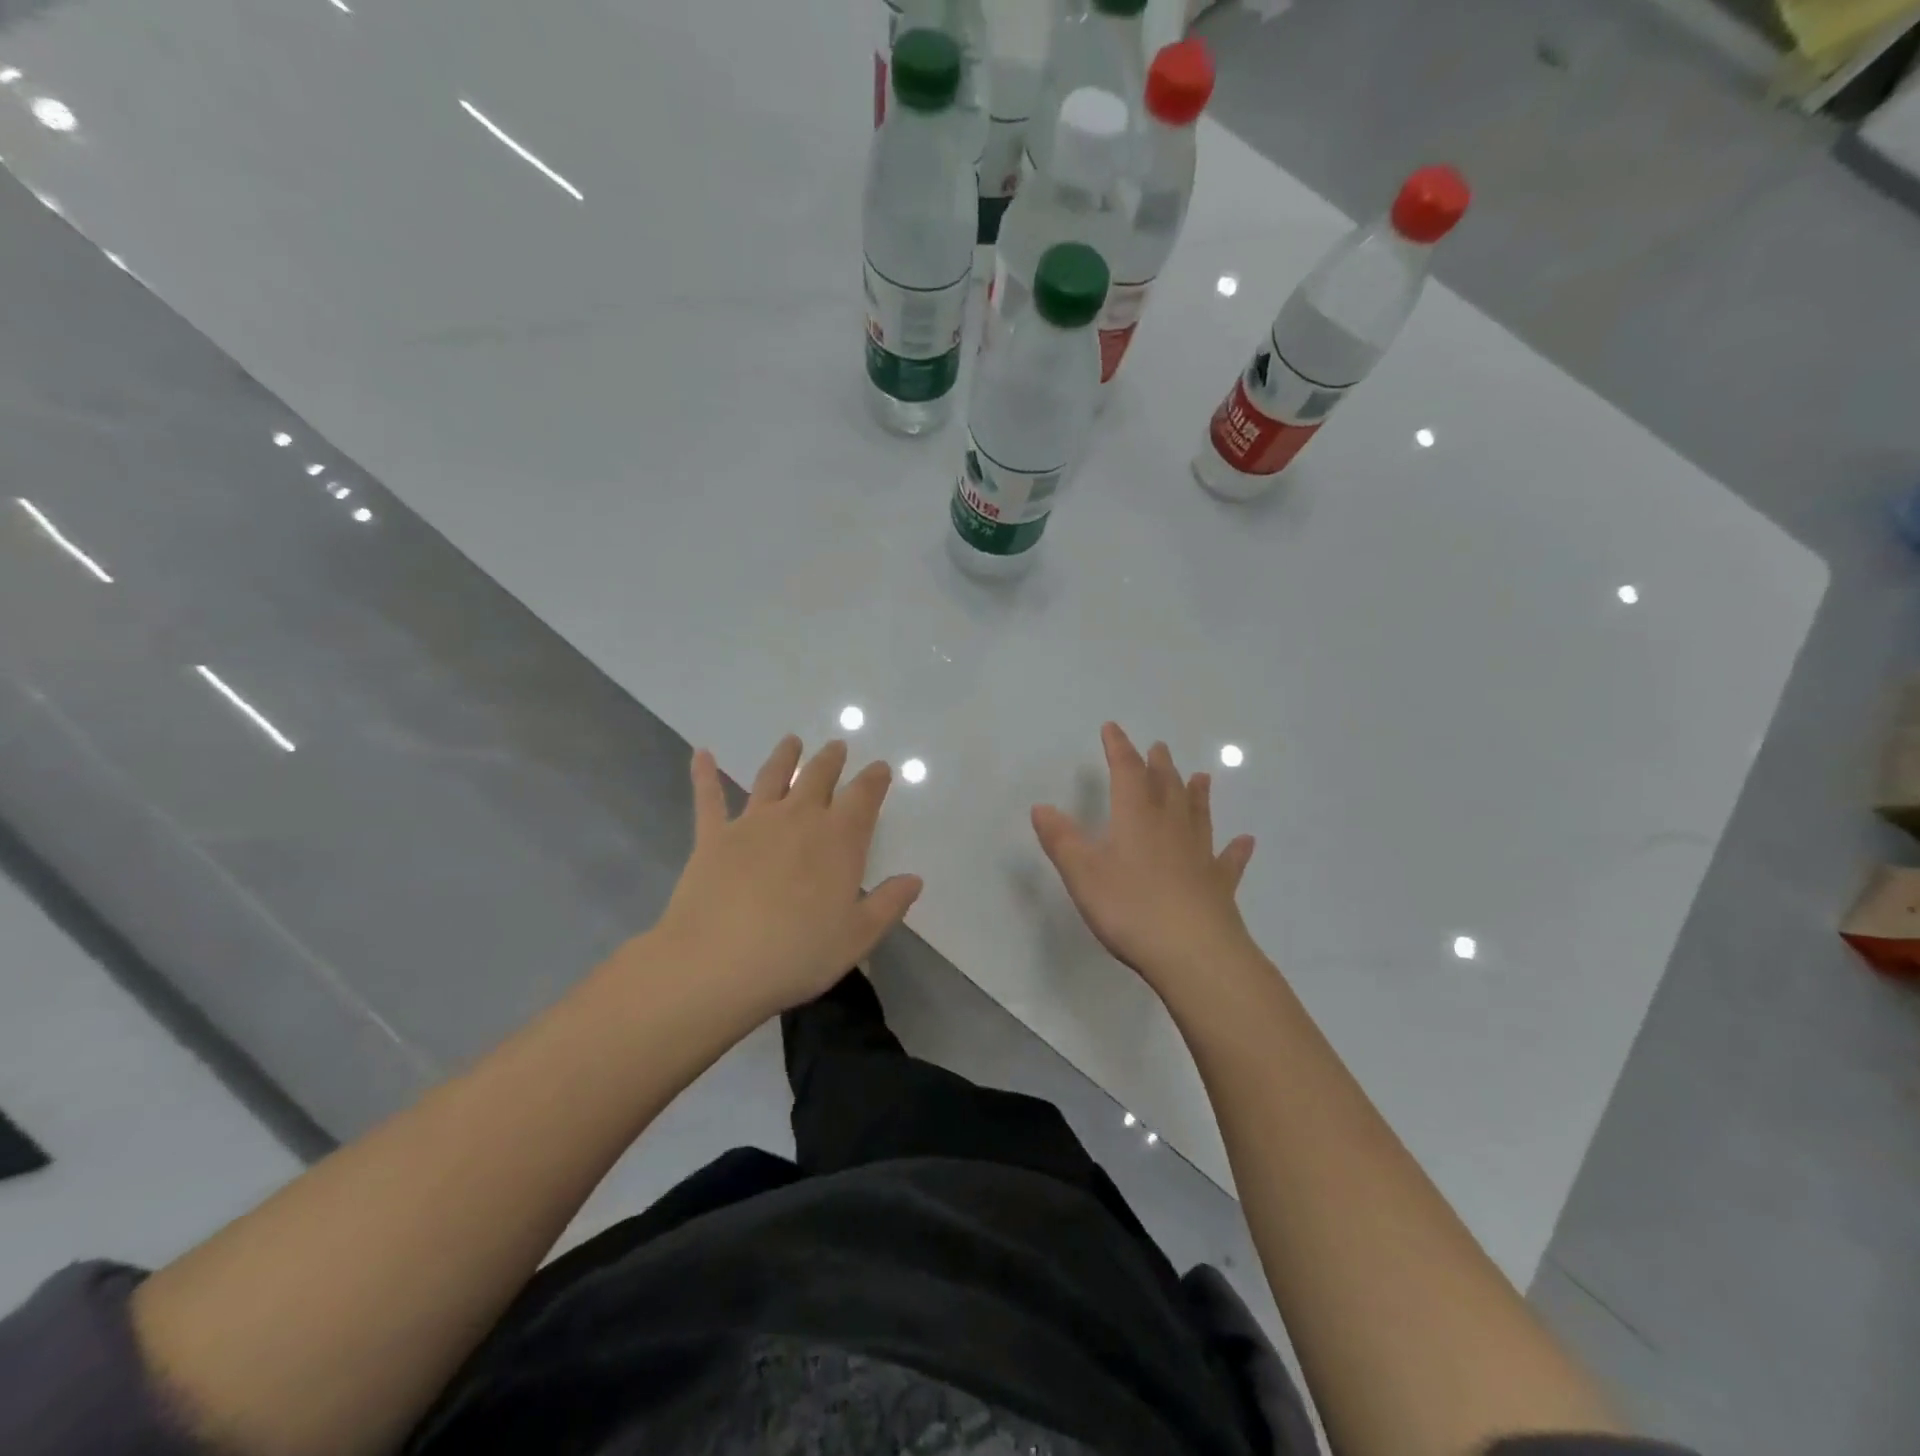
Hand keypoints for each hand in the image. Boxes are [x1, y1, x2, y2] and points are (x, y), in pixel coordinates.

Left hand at [649, 735, 922, 1020]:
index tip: (879, 768)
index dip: (874, 779)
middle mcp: (798, 819)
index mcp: (839, 840)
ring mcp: (753, 823)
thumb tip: (914, 879)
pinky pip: (709, 798)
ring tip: (792, 741)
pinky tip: (701, 754)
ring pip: (772, 777)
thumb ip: (888, 904)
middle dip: (831, 760)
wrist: (716, 963)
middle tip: (837, 746)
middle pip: (819, 777)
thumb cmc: (796, 954)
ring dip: (785, 756)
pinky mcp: (713, 837)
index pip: (863, 797)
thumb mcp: (857, 938)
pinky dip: (704, 774)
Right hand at [1032, 723, 1256, 1002]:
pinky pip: (1228, 860)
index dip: (1119, 748)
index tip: (1112, 728)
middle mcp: (1170, 826)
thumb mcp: (1082, 873)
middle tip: (1159, 748)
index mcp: (1136, 817)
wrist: (1193, 952)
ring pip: (1198, 814)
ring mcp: (1199, 854)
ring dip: (1197, 794)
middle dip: (1158, 765)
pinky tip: (1245, 841)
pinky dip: (1235, 849)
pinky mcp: (1218, 884)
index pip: (1127, 771)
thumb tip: (1041, 807)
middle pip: (1166, 786)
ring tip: (1202, 776)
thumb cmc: (1129, 907)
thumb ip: (1061, 839)